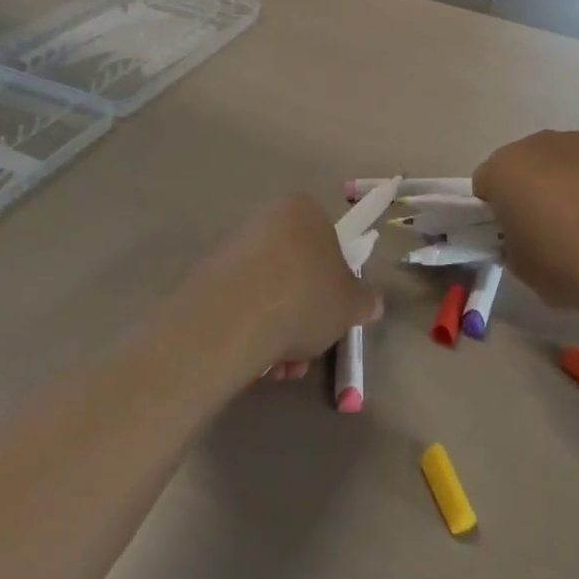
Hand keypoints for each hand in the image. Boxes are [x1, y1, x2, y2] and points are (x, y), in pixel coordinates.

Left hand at [201, 193, 379, 381]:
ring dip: (278, 330)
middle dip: (303, 314)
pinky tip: (255, 363)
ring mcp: (232, 246)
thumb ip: (364, 301)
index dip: (333, 281)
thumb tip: (372, 303)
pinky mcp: (206, 275)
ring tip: (280, 368)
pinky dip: (250, 329)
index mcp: (303, 210)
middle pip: (294, 269)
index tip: (332, 314)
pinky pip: (239, 302)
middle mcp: (266, 218)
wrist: (233, 318)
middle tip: (307, 350)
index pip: (327, 240)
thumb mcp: (349, 305)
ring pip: (267, 290)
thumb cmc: (304, 297)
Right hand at [473, 131, 578, 316]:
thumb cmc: (565, 264)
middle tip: (552, 228)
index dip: (496, 208)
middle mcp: (538, 144)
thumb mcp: (521, 268)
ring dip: (571, 181)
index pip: (486, 182)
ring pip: (567, 158)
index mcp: (504, 170)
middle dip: (534, 188)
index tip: (512, 233)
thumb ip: (513, 244)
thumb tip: (524, 238)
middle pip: (527, 163)